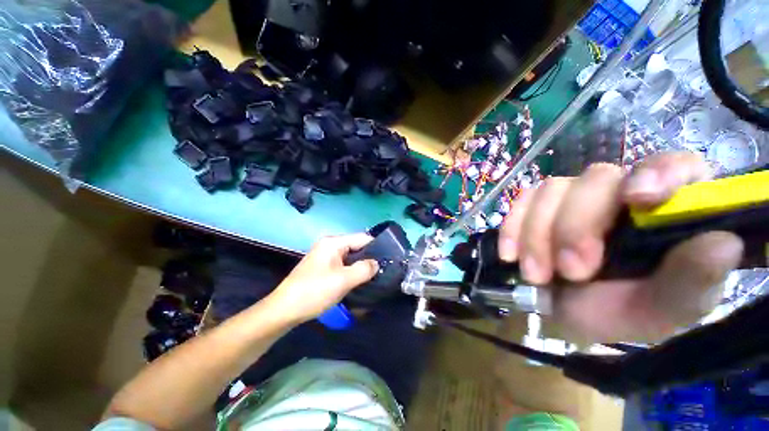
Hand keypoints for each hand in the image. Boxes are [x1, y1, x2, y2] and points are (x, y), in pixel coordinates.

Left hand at [268, 233, 378, 323]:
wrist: (284, 310)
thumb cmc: (314, 291)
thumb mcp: (343, 280)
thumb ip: (364, 269)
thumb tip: (377, 264)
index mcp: (333, 243)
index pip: (362, 238)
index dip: (376, 246)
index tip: (388, 259)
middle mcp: (330, 246)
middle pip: (356, 247)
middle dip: (369, 258)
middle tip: (383, 271)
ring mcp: (325, 257)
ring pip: (350, 258)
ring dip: (361, 266)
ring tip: (374, 277)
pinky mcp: (323, 268)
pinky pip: (343, 265)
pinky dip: (352, 272)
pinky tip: (359, 281)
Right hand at [498, 152, 743, 341]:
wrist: (563, 313)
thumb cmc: (619, 313)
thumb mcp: (661, 309)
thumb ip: (692, 281)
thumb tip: (724, 243)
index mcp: (666, 211)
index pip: (674, 166)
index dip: (657, 172)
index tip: (636, 198)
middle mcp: (618, 193)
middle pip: (596, 179)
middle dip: (576, 226)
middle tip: (570, 270)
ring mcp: (571, 197)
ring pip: (551, 190)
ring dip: (537, 234)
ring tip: (536, 275)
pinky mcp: (536, 206)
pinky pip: (520, 203)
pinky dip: (512, 228)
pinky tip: (510, 255)